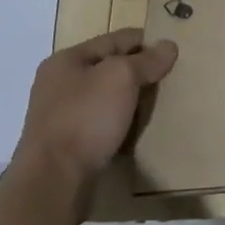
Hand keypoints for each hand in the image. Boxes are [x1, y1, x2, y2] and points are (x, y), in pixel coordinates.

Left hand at [14, 29, 177, 185]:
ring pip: (106, 100)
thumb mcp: (121, 77)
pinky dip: (119, 126)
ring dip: (129, 102)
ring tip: (158, 106)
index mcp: (66, 61)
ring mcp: (59, 119)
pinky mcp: (66, 149)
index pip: (114, 40)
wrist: (53, 185)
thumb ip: (146, 60)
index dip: (145, 42)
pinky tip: (137, 132)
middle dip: (138, 74)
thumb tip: (169, 46)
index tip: (172, 50)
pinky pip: (100, 127)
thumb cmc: (85, 118)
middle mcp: (58, 86)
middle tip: (169, 80)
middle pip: (108, 70)